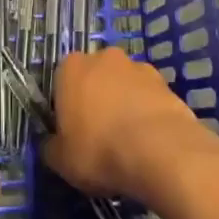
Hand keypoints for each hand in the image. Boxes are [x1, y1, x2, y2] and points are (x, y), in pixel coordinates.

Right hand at [45, 47, 218, 199]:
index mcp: (71, 68)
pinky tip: (150, 142)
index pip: (61, 82)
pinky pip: (149, 99)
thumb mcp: (60, 160)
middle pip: (95, 78)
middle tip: (100, 134)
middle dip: (97, 99)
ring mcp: (139, 68)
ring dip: (125, 105)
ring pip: (124, 86)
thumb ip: (51, 146)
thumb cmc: (99, 150)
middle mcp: (104, 58)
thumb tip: (53, 144)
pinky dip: (148, 114)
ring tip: (130, 142)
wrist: (161, 152)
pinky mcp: (167, 84)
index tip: (71, 131)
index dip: (65, 107)